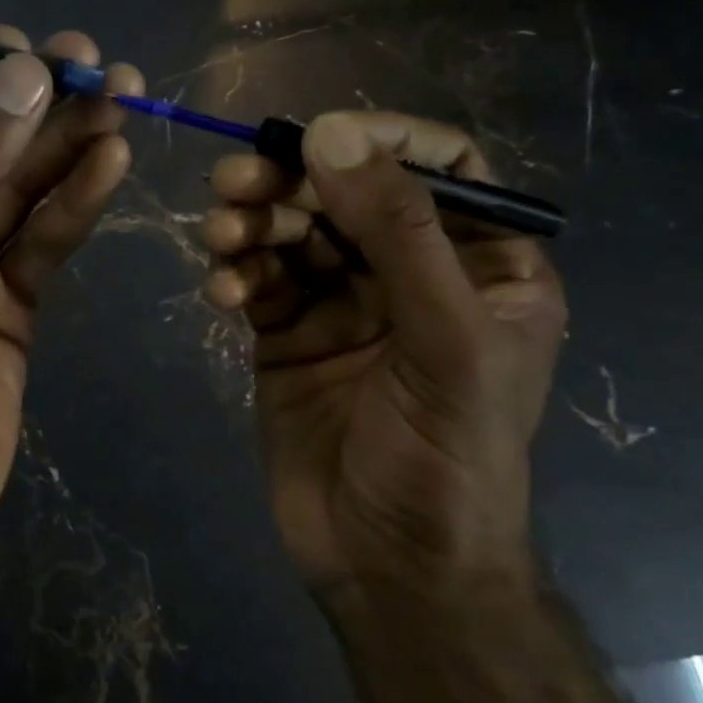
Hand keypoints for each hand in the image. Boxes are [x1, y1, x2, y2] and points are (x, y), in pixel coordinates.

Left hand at [0, 28, 142, 576]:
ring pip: (23, 184)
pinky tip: (114, 160)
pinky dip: (79, 201)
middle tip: (100, 62)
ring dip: (70, 142)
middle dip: (37, 101)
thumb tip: (23, 75)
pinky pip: (46, 236)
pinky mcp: (10, 296)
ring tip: (126, 96)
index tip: (33, 58)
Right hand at [201, 112, 566, 610]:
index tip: (315, 140)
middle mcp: (412, 274)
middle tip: (234, 182)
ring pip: (293, 232)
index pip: (441, 168)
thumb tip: (330, 133)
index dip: (381, 141)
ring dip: (252, 224)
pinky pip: (258, 279)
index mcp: (482, 266)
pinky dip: (236, 273)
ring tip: (220, 237)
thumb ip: (397, 233)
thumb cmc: (446, 459)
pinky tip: (221, 292)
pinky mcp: (287, 332)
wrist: (387, 569)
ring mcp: (344, 302)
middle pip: (348, 193)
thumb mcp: (445, 342)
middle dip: (291, 182)